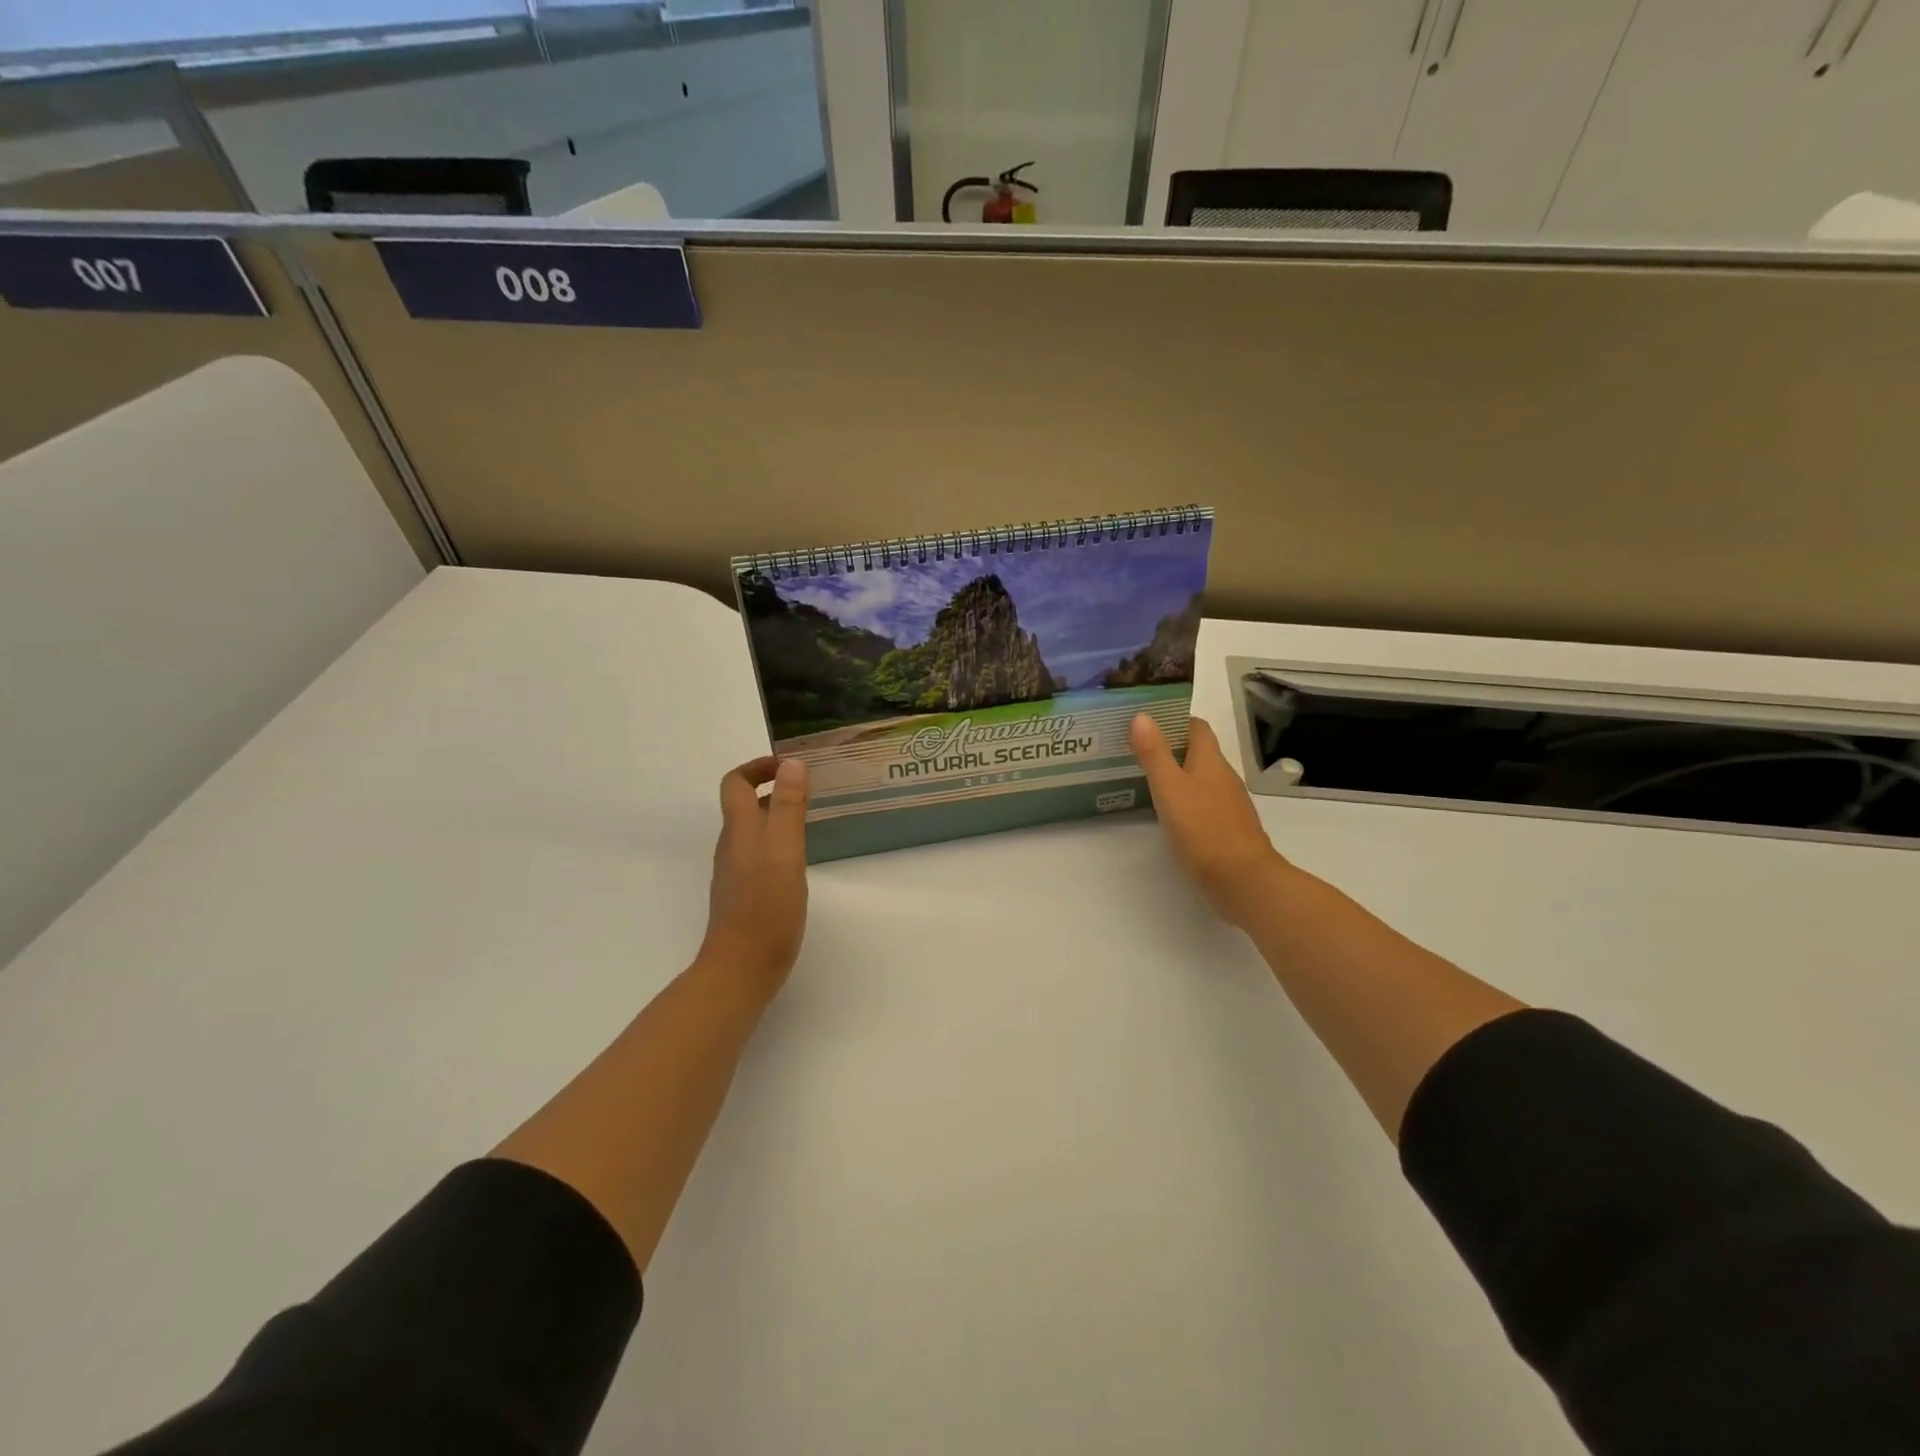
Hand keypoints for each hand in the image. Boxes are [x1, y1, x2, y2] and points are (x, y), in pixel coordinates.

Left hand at [697, 755, 810, 1007]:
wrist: (742, 968)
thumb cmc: (766, 907)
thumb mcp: (784, 850)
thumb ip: (788, 806)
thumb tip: (791, 763)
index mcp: (739, 830)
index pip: (735, 782)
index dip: (758, 767)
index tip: (790, 766)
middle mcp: (733, 846)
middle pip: (743, 805)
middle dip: (773, 788)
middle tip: (809, 789)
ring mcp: (736, 872)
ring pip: (753, 830)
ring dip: (777, 815)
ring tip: (810, 818)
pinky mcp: (745, 894)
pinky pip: (760, 854)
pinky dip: (778, 842)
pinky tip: (800, 859)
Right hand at [1131, 713, 1286, 927]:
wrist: (1243, 880)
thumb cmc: (1203, 829)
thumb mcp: (1170, 788)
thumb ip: (1154, 753)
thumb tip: (1142, 715)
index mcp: (1210, 761)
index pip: (1196, 727)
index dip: (1174, 719)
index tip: (1146, 720)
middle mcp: (1223, 777)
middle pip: (1198, 751)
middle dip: (1170, 746)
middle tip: (1135, 747)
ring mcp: (1228, 804)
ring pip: (1200, 778)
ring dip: (1177, 773)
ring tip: (1143, 776)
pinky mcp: (1227, 828)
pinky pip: (1203, 802)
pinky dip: (1185, 799)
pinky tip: (1167, 811)